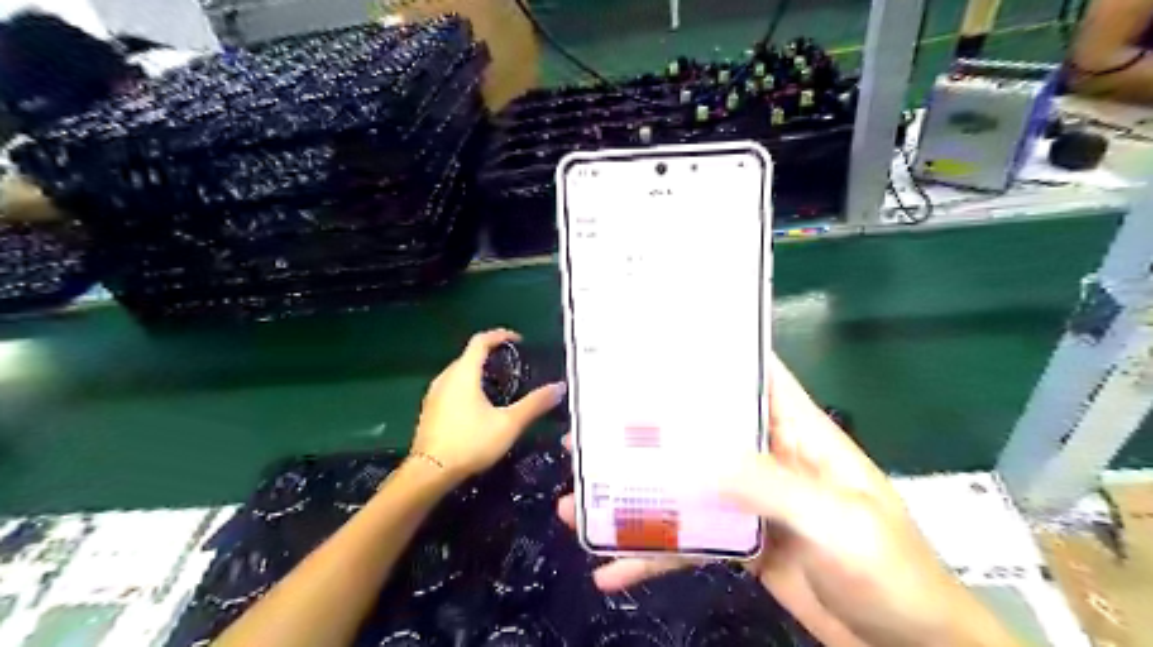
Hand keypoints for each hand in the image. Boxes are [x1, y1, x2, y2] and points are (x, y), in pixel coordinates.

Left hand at [416, 330, 565, 478]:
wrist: (430, 472)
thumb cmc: (470, 442)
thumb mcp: (509, 423)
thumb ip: (534, 404)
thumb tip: (559, 387)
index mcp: (464, 373)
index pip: (480, 341)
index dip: (500, 335)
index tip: (517, 340)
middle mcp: (446, 378)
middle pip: (469, 356)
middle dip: (490, 355)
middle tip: (512, 365)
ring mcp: (434, 394)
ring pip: (459, 373)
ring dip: (478, 372)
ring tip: (499, 384)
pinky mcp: (429, 410)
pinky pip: (451, 388)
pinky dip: (467, 387)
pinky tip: (478, 406)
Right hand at [559, 355, 1014, 646]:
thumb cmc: (891, 573)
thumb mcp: (836, 522)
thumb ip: (772, 485)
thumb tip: (698, 456)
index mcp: (799, 433)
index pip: (754, 376)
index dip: (712, 354)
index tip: (657, 344)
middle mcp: (768, 458)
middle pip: (700, 432)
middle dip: (648, 430)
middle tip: (590, 430)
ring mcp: (749, 503)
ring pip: (683, 488)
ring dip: (636, 497)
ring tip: (578, 503)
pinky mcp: (740, 543)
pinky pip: (689, 542)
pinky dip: (653, 555)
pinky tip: (612, 569)